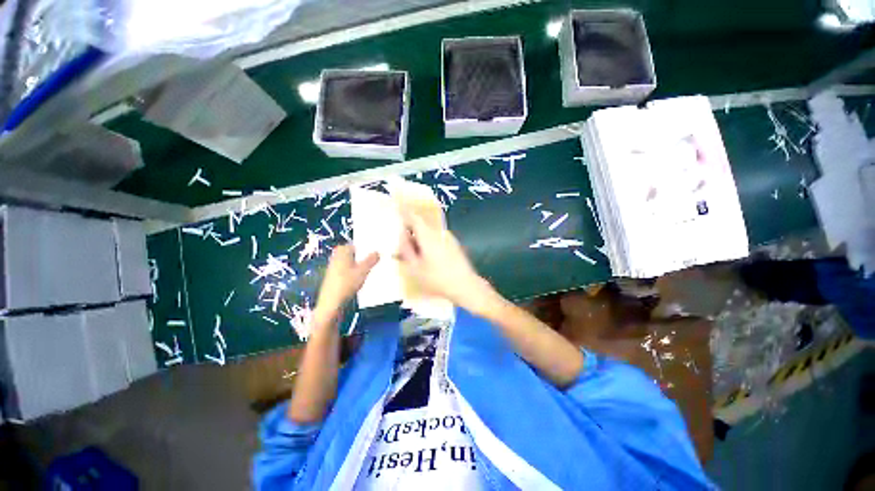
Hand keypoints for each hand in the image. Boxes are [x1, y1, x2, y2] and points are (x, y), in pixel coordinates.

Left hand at [316, 245, 378, 315]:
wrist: (331, 302)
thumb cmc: (347, 283)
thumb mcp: (363, 270)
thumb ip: (371, 260)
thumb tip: (377, 252)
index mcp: (342, 252)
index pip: (355, 245)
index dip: (365, 247)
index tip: (375, 251)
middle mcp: (336, 257)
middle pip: (352, 253)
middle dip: (362, 256)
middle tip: (374, 260)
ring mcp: (333, 267)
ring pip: (349, 262)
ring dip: (358, 265)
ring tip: (369, 270)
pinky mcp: (333, 277)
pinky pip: (346, 270)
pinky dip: (353, 272)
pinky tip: (359, 279)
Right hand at [397, 210, 490, 308]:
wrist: (466, 286)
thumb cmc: (438, 279)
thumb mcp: (415, 268)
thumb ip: (406, 250)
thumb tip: (401, 236)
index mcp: (428, 236)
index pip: (413, 217)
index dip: (404, 211)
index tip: (396, 206)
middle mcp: (438, 233)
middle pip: (421, 225)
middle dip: (410, 230)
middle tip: (401, 242)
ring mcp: (448, 238)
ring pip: (428, 233)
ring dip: (419, 239)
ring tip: (412, 253)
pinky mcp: (453, 245)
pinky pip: (436, 239)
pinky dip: (428, 243)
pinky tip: (426, 257)